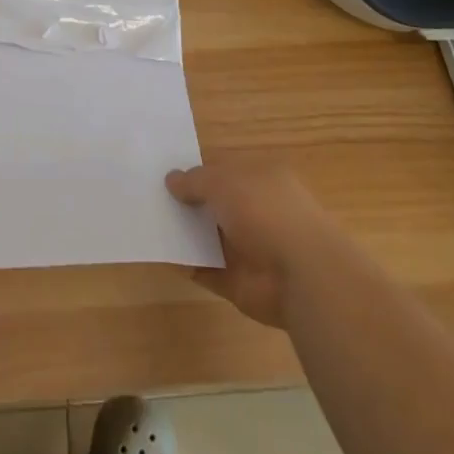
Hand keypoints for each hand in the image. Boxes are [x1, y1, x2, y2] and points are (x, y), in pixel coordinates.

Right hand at [166, 161, 338, 328]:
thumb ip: (195, 181)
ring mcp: (251, 249)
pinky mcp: (241, 282)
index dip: (198, 172)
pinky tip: (164, 256)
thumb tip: (171, 180)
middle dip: (189, 203)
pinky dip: (189, 265)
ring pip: (211, 237)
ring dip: (187, 234)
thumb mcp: (223, 182)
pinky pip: (208, 270)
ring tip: (151, 225)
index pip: (226, 171)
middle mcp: (259, 211)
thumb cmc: (265, 212)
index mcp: (262, 178)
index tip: (167, 176)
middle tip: (152, 199)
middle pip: (217, 204)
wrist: (301, 276)